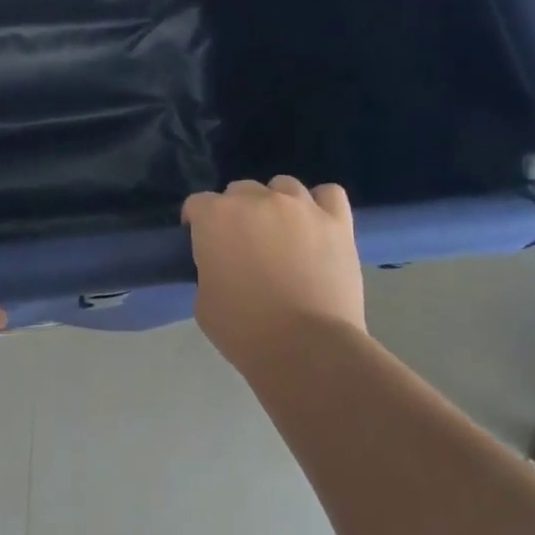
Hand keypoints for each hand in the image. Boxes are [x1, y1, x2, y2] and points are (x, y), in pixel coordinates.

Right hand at [182, 177, 365, 373]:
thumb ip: (210, 267)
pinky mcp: (337, 221)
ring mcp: (300, 207)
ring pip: (283, 186)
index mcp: (216, 218)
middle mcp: (257, 200)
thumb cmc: (244, 329)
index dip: (197, 223)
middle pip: (239, 190)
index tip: (202, 244)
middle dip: (236, 212)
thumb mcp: (204, 300)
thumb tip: (223, 263)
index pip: (197, 204)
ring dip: (276, 204)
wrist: (306, 348)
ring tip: (281, 232)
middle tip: (243, 244)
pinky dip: (320, 204)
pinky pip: (328, 194)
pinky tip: (316, 224)